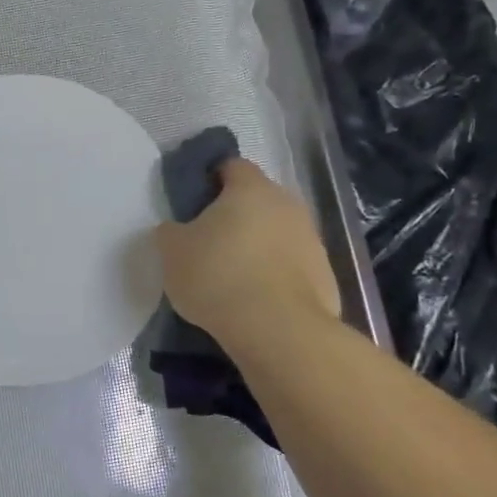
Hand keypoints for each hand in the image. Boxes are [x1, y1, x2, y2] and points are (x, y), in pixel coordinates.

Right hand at [154, 159, 341, 344]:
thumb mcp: (172, 252)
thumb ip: (171, 232)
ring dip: (259, 247)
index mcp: (250, 188)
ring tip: (234, 278)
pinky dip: (276, 277)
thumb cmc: (218, 276)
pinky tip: (256, 301)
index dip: (211, 180)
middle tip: (210, 242)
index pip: (232, 166)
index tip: (195, 203)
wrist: (277, 330)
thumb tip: (176, 229)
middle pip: (258, 200)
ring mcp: (312, 240)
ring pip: (278, 234)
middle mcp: (287, 204)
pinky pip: (292, 267)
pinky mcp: (325, 276)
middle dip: (237, 216)